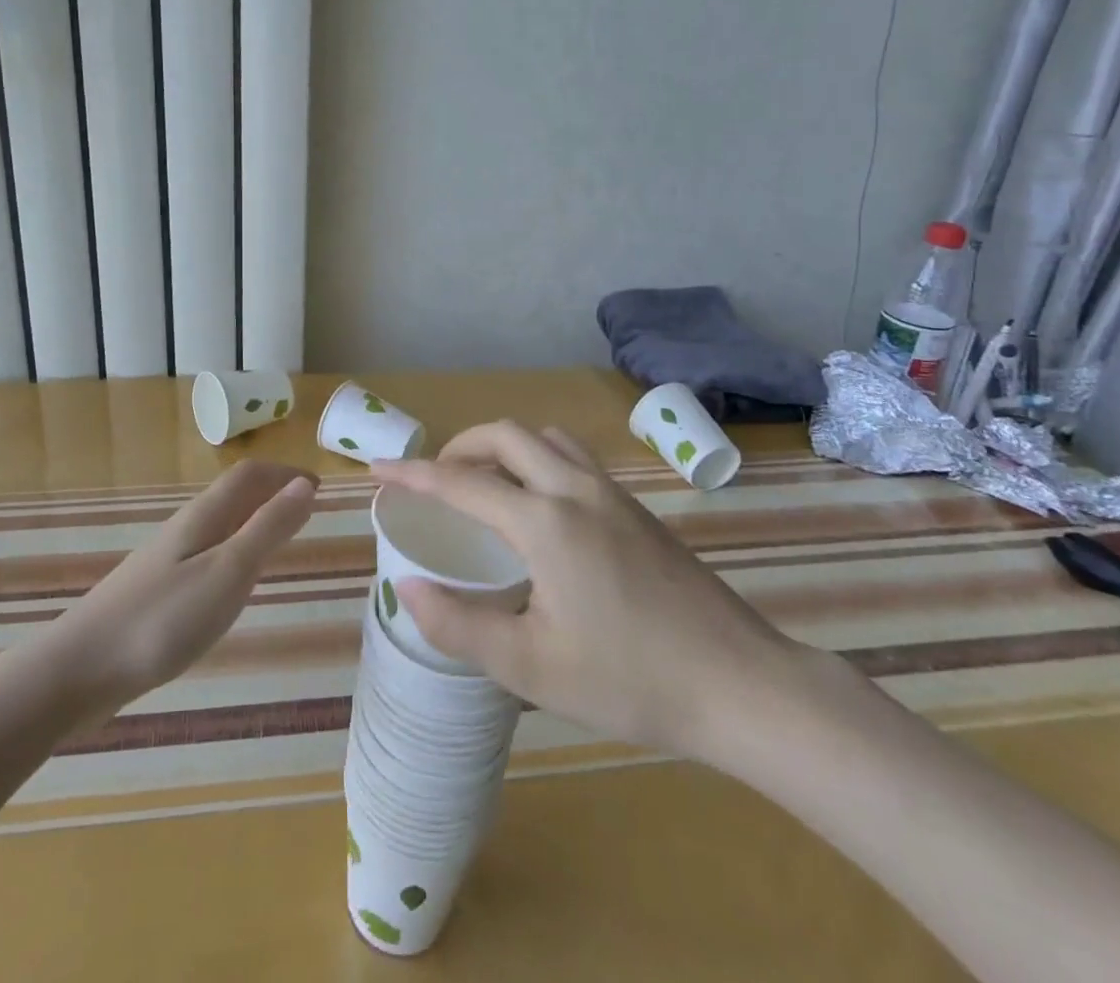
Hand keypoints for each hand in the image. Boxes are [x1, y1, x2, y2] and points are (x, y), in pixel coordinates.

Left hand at [49, 461, 316, 716]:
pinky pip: (205, 554)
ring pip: (218, 525)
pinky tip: (231, 585)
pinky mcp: (156, 591)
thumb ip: (267, 529)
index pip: (248, 476)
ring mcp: (166, 560)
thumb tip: (304, 485)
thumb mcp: (227, 573)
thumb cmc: (162, 619)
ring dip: (252, 521)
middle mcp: (185, 529)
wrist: (78, 670)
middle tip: (306, 512)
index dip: (284, 474)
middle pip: (233, 495)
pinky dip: (232, 551)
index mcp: (204, 517)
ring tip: (278, 542)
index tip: (318, 487)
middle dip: (271, 493)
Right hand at [373, 423, 815, 762]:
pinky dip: (538, 458)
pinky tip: (540, 506)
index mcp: (545, 522)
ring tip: (484, 483)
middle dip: (460, 446)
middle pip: (505, 435)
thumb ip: (460, 625)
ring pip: (545, 438)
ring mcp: (613, 493)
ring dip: (504, 446)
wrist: (742, 685)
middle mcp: (576, 490)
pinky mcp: (637, 508)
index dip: (413, 473)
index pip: (462, 481)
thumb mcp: (531, 668)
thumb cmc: (630, 680)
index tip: (377, 469)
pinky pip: (573, 457)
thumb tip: (406, 587)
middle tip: (435, 480)